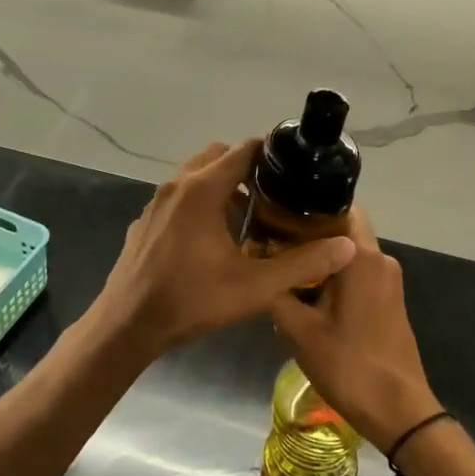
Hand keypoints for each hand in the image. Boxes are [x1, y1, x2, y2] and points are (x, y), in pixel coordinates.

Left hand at [93, 141, 356, 360]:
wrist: (127, 325)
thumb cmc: (191, 300)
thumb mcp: (254, 287)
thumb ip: (302, 264)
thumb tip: (347, 246)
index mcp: (203, 189)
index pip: (242, 150)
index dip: (270, 153)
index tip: (293, 167)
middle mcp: (177, 185)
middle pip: (217, 156)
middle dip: (245, 167)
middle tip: (272, 194)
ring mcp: (156, 201)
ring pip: (194, 175)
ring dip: (220, 184)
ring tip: (247, 215)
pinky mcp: (145, 220)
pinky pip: (178, 196)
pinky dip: (198, 201)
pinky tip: (210, 238)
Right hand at [269, 210, 440, 455]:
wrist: (399, 412)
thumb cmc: (350, 365)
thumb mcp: (300, 332)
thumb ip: (277, 295)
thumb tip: (261, 271)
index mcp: (362, 257)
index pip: (340, 207)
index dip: (309, 207)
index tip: (279, 214)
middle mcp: (380, 259)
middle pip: (343, 230)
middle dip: (311, 234)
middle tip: (273, 243)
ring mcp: (389, 281)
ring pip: (350, 254)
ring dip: (322, 259)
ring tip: (285, 269)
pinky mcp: (391, 300)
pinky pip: (360, 274)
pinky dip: (336, 277)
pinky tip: (309, 295)